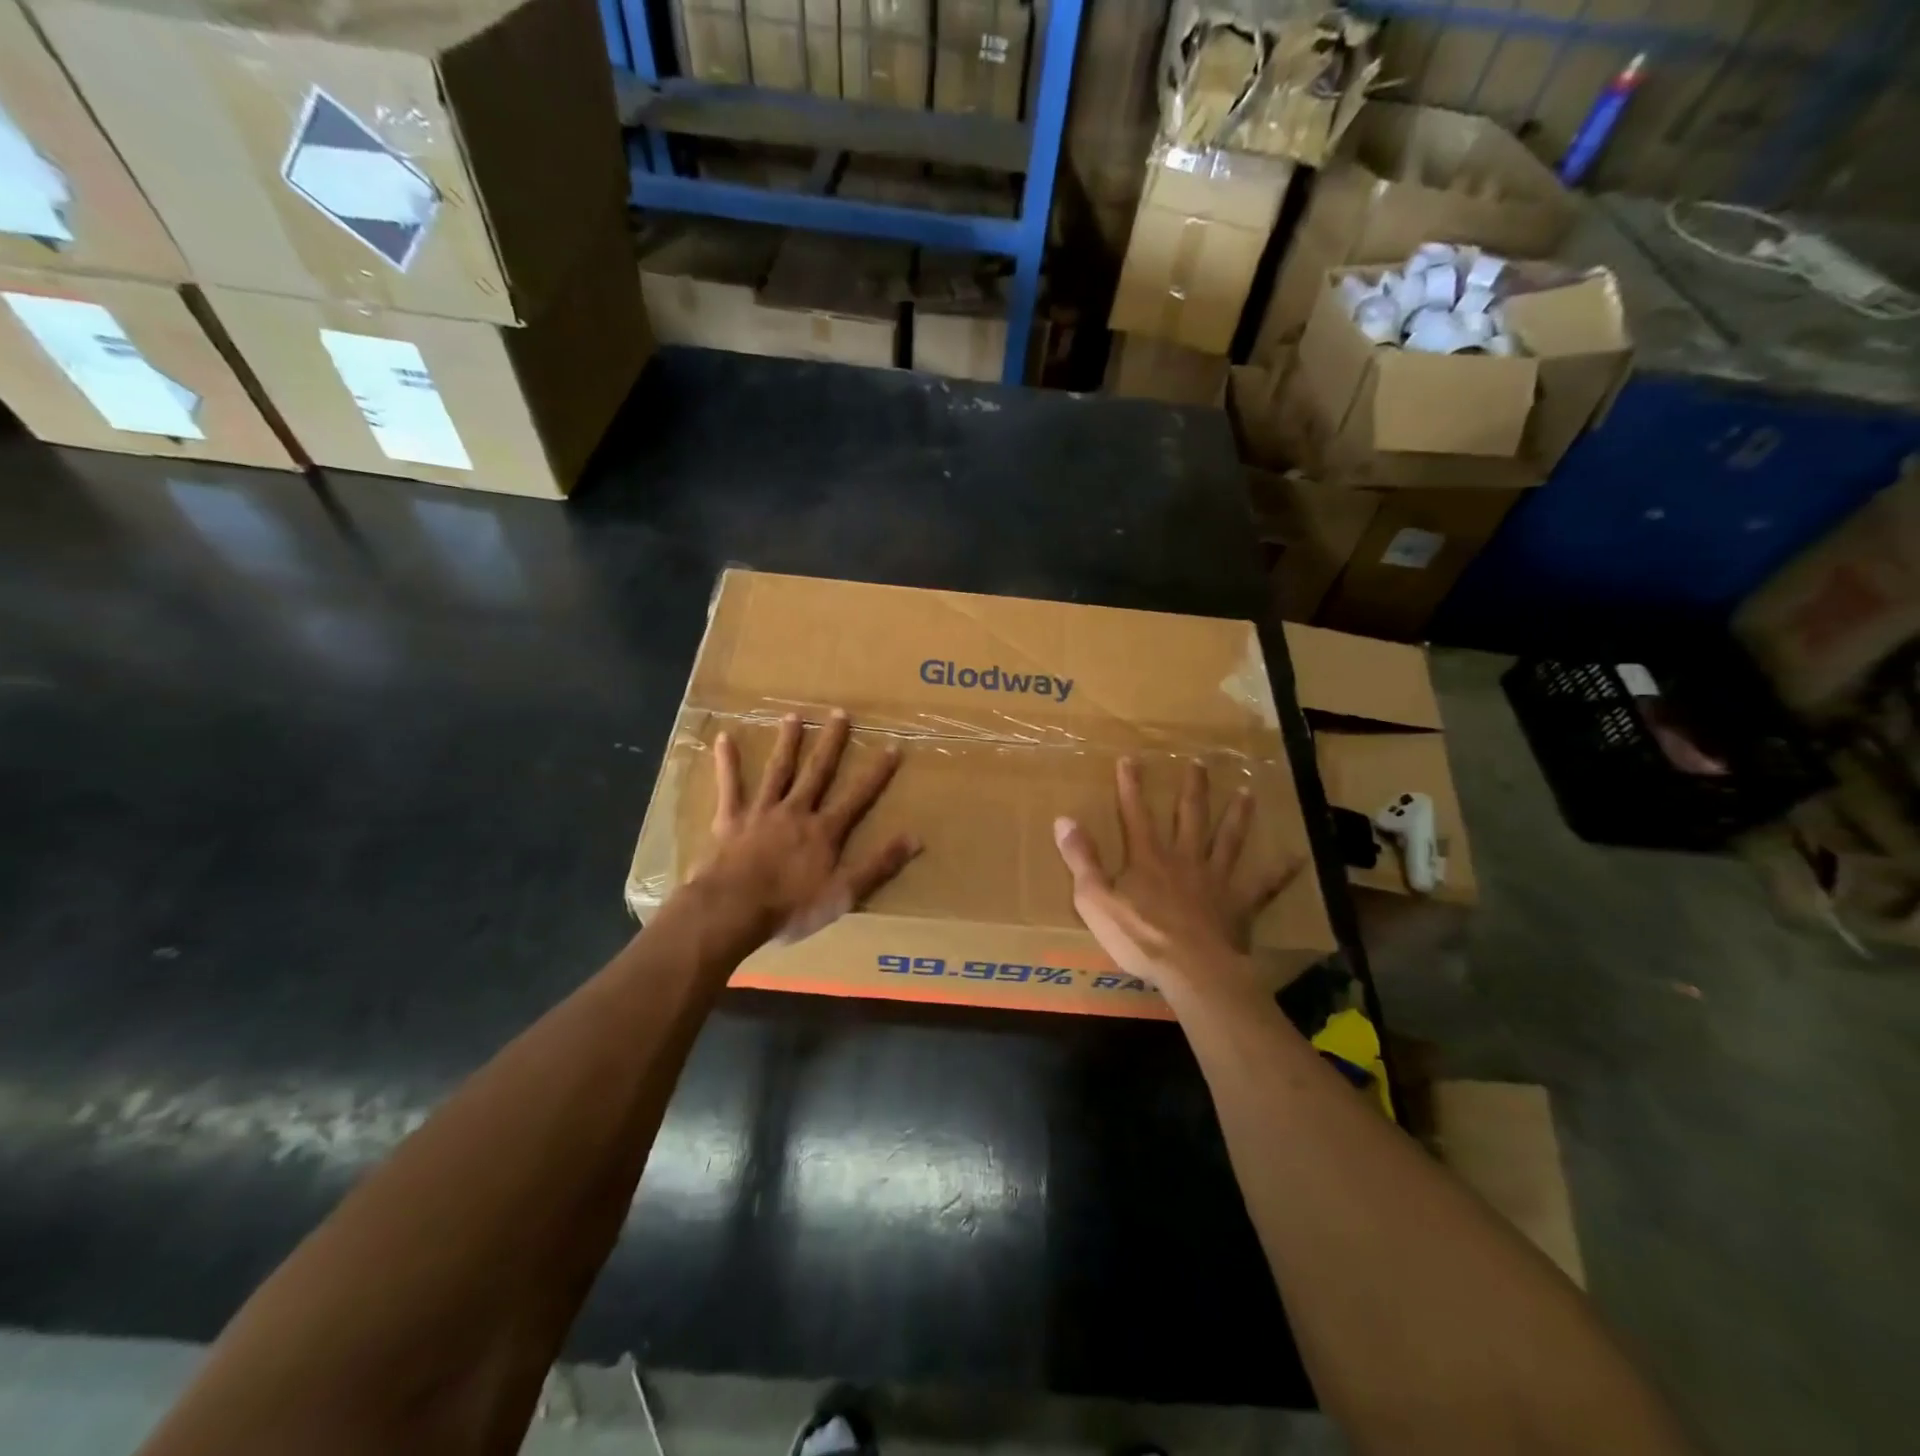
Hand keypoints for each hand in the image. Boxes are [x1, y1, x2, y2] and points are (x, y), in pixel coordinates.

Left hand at [688, 709, 919, 944]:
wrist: (733, 909)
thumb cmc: (791, 906)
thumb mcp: (844, 893)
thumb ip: (879, 865)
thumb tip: (916, 838)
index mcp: (824, 831)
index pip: (858, 796)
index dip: (877, 773)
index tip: (892, 746)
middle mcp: (796, 811)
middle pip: (817, 772)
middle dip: (831, 743)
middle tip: (839, 713)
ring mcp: (762, 812)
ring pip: (778, 771)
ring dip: (787, 743)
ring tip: (794, 715)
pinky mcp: (730, 820)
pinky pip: (730, 787)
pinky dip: (727, 763)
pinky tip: (723, 738)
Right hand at [1053, 757, 1298, 999]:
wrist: (1192, 970)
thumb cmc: (1140, 937)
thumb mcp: (1095, 899)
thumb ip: (1081, 859)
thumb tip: (1063, 820)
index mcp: (1148, 858)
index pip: (1136, 814)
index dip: (1131, 787)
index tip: (1131, 759)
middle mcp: (1184, 859)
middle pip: (1189, 817)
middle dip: (1192, 789)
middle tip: (1200, 763)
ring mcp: (1215, 880)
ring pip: (1227, 840)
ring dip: (1237, 816)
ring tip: (1248, 793)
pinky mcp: (1238, 904)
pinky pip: (1263, 885)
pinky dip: (1279, 871)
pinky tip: (1296, 857)